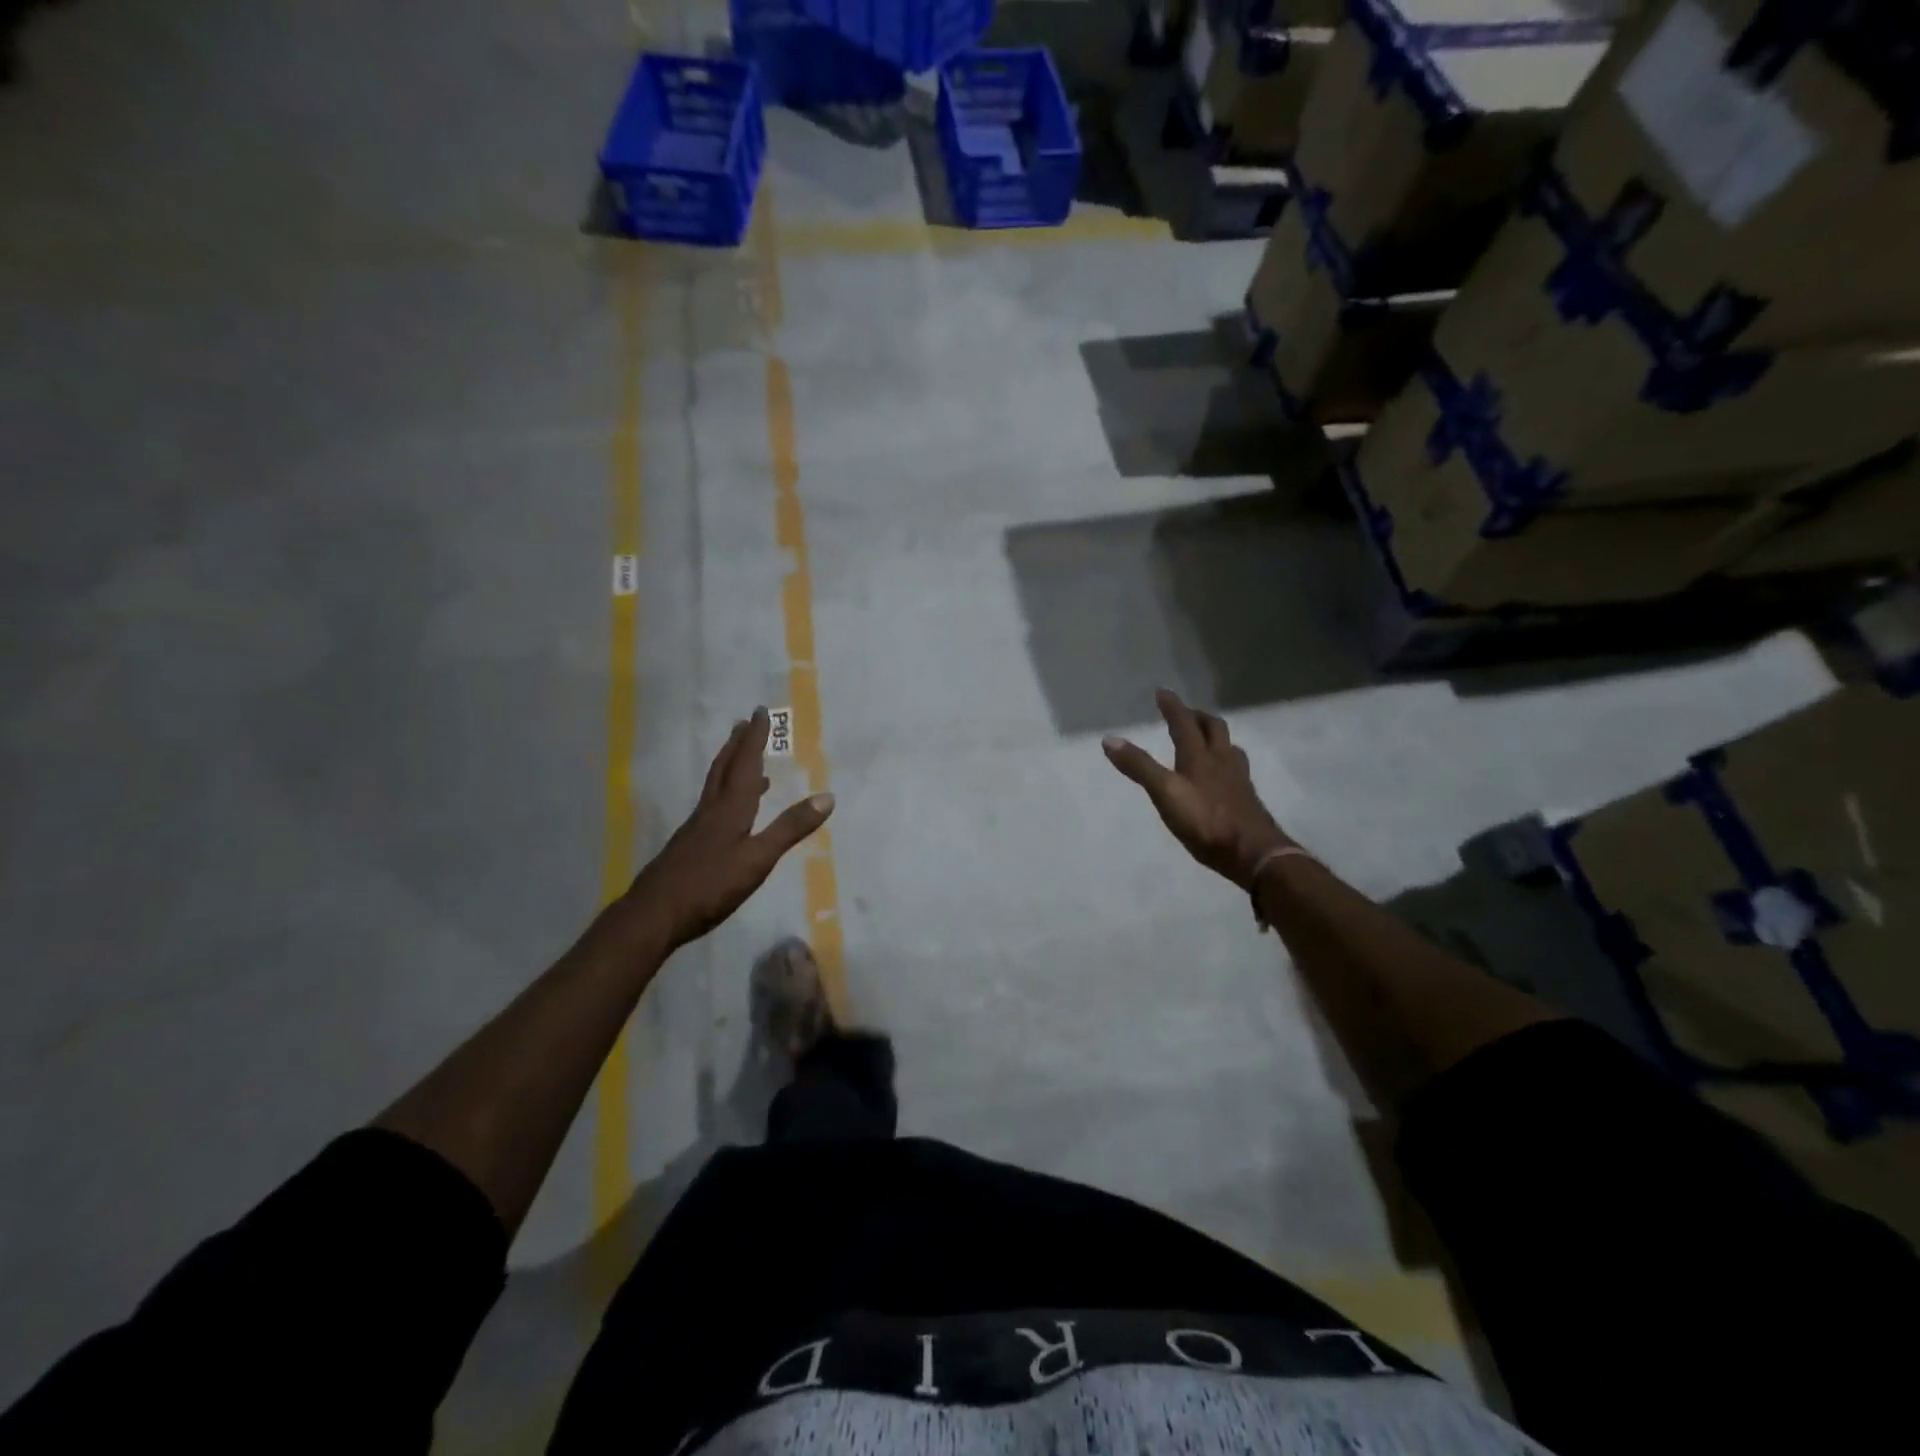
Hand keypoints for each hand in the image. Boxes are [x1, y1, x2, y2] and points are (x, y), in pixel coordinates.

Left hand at [620, 708, 833, 952]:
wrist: (654, 914)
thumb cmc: (710, 885)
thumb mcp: (758, 859)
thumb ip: (790, 828)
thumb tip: (828, 797)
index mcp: (730, 809)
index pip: (746, 765)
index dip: (755, 739)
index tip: (759, 712)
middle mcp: (711, 811)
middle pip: (724, 769)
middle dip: (737, 745)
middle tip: (743, 723)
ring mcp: (696, 829)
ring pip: (716, 787)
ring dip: (731, 768)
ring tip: (747, 762)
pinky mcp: (689, 846)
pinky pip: (712, 806)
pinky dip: (726, 795)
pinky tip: (730, 813)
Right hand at [1103, 688, 1292, 889]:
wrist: (1253, 853)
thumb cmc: (1205, 821)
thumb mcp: (1165, 793)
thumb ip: (1139, 766)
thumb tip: (1109, 739)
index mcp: (1200, 756)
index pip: (1184, 723)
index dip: (1172, 706)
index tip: (1162, 692)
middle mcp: (1222, 761)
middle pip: (1214, 729)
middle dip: (1198, 716)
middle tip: (1185, 713)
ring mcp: (1238, 780)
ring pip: (1229, 747)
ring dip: (1215, 737)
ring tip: (1206, 738)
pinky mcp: (1246, 798)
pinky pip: (1236, 769)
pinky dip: (1225, 761)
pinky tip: (1222, 775)